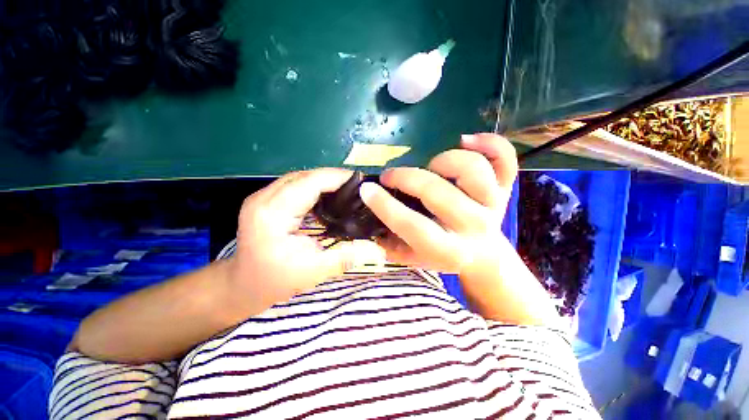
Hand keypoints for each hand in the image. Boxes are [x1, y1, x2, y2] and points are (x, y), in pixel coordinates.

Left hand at [227, 169, 384, 310]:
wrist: (242, 285)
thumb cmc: (274, 281)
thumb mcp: (313, 272)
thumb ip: (346, 257)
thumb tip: (378, 250)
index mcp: (272, 213)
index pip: (309, 182)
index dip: (337, 178)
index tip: (361, 182)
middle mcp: (264, 198)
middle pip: (304, 175)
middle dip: (333, 177)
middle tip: (358, 187)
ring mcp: (262, 197)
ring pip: (300, 178)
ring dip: (324, 180)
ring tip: (347, 189)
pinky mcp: (266, 200)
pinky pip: (295, 185)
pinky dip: (314, 186)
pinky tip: (328, 196)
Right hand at [360, 133, 517, 273]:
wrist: (483, 256)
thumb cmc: (442, 255)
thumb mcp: (412, 258)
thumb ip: (389, 245)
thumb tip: (366, 224)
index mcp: (448, 250)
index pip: (413, 226)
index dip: (385, 206)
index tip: (366, 189)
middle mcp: (472, 226)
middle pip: (439, 193)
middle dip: (406, 178)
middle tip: (389, 175)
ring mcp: (493, 204)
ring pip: (473, 170)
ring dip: (444, 160)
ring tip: (429, 165)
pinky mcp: (504, 188)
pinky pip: (504, 159)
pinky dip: (489, 142)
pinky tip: (465, 140)